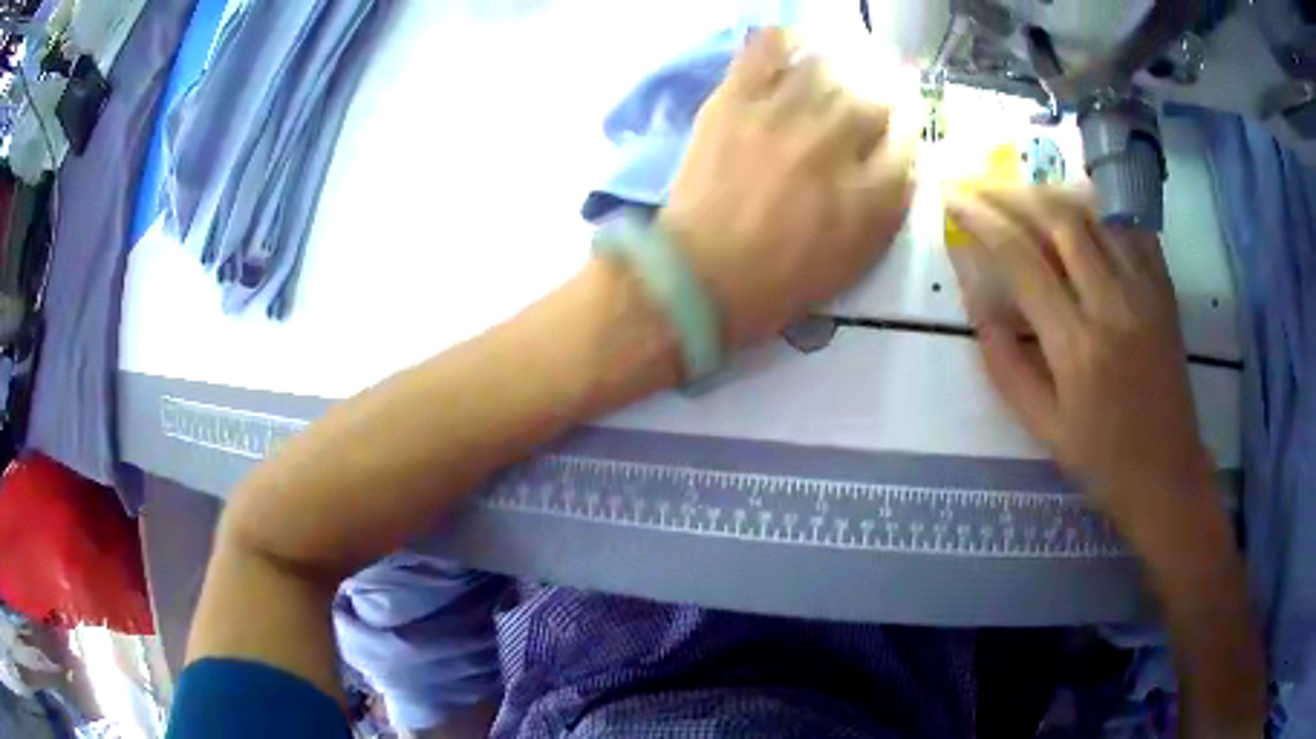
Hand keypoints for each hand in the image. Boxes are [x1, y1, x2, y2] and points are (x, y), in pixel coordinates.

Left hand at [660, 28, 914, 345]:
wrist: (700, 276)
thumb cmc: (780, 281)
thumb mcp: (854, 260)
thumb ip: (887, 208)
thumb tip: (902, 161)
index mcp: (868, 193)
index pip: (906, 140)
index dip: (906, 130)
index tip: (897, 129)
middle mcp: (833, 144)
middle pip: (873, 100)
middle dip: (876, 104)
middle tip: (863, 110)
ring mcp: (782, 116)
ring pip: (828, 69)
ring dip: (838, 74)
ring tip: (830, 84)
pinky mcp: (736, 101)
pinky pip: (766, 50)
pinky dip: (783, 40)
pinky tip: (794, 45)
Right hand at [946, 188, 1214, 531]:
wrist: (1168, 475)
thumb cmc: (1102, 461)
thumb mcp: (1043, 428)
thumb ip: (1005, 364)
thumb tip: (976, 302)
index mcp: (1078, 349)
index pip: (1022, 260)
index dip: (982, 221)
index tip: (953, 201)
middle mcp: (1114, 306)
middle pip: (1059, 220)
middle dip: (1012, 194)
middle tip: (982, 188)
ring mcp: (1146, 291)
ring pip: (1096, 213)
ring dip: (1052, 194)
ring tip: (1022, 194)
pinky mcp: (1164, 289)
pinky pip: (1129, 226)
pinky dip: (1098, 207)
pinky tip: (1077, 209)